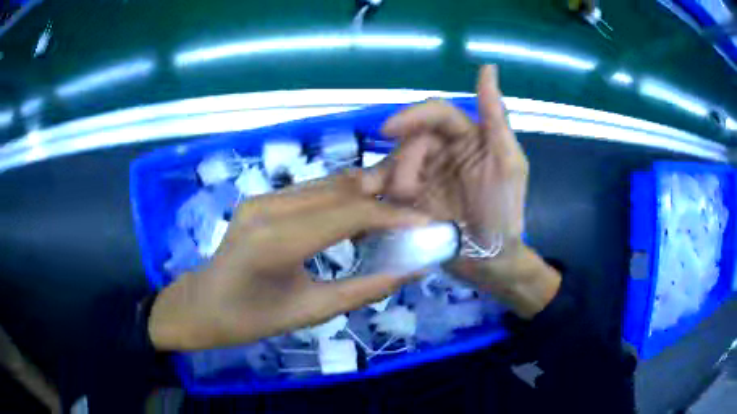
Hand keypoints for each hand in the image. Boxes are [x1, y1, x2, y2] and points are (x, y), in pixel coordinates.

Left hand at [149, 171, 428, 349]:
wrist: (202, 304)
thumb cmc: (249, 319)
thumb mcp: (309, 312)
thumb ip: (363, 290)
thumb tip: (410, 270)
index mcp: (275, 242)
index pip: (348, 215)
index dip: (392, 216)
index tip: (425, 223)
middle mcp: (268, 207)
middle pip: (340, 189)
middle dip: (384, 197)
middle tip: (415, 214)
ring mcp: (262, 197)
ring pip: (328, 183)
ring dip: (365, 194)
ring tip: (394, 215)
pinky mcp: (262, 198)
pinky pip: (312, 190)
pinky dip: (343, 199)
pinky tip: (358, 217)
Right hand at [377, 65, 558, 317]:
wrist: (489, 262)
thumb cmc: (504, 212)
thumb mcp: (508, 163)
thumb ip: (496, 117)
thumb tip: (487, 68)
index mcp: (468, 137)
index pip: (436, 114)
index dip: (411, 115)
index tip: (387, 130)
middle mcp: (443, 151)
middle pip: (409, 141)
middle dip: (403, 162)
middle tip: (406, 192)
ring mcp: (425, 175)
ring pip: (393, 163)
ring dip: (386, 178)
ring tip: (386, 200)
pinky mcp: (411, 198)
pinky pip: (388, 188)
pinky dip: (376, 190)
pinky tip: (367, 198)